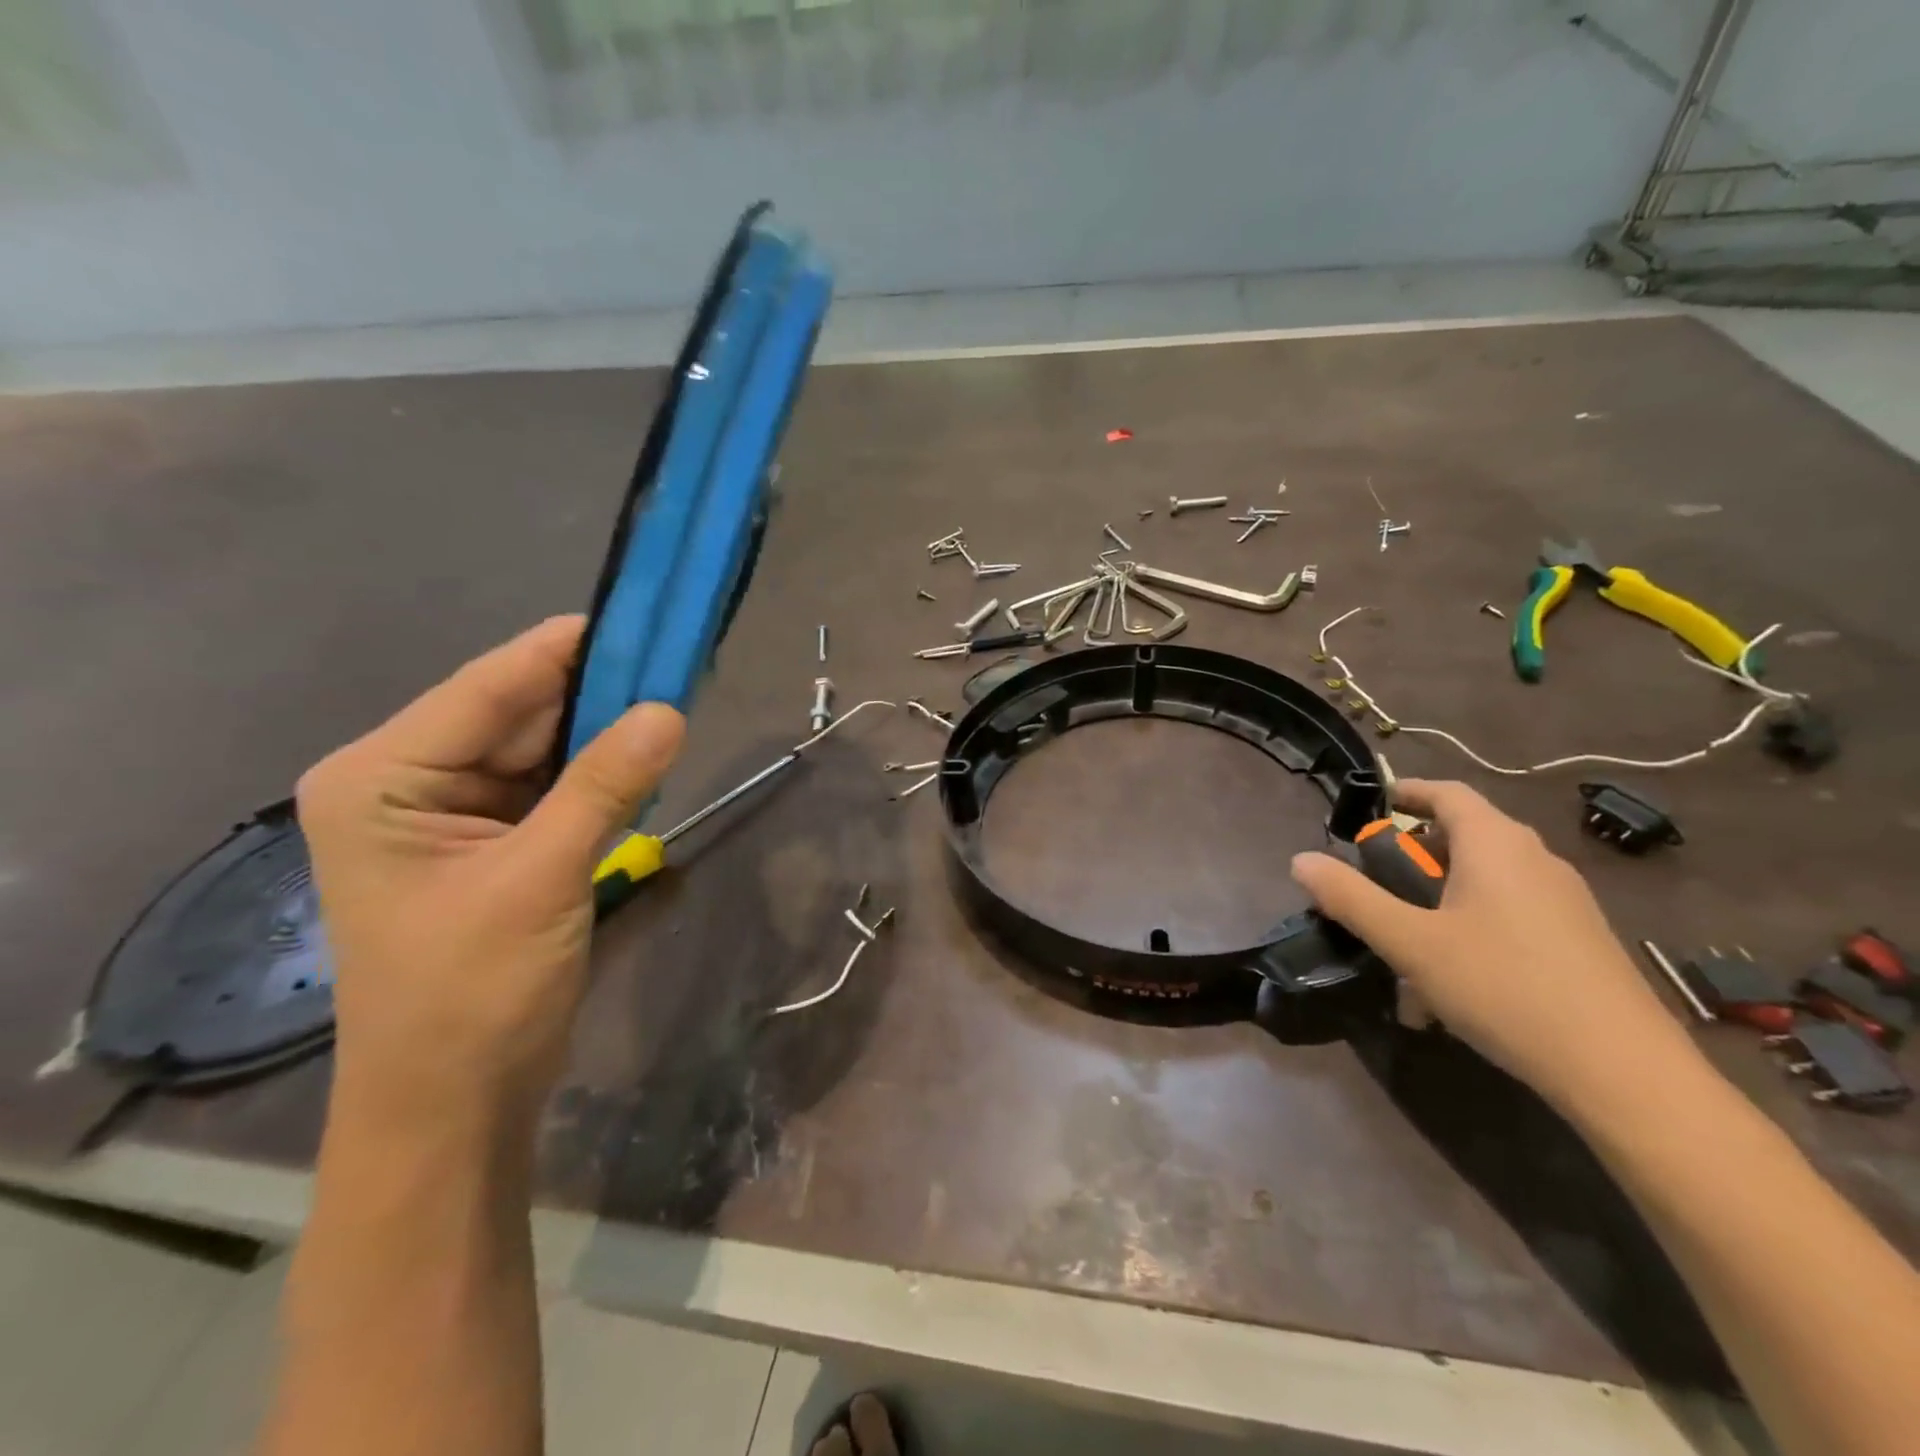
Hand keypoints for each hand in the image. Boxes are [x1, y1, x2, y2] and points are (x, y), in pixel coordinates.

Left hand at [297, 616, 683, 1125]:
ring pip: (544, 748)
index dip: (567, 649)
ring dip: (605, 733)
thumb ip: (604, 787)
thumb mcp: (541, 879)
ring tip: (675, 699)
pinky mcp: (495, 841)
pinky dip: (602, 774)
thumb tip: (670, 711)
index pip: (489, 687)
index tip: (642, 616)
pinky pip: (556, 786)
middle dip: (596, 692)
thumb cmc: (472, 993)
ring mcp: (454, 812)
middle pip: (518, 713)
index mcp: (383, 776)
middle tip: (676, 661)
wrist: (455, 1102)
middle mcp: (410, 780)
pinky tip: (649, 758)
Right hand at [1291, 779, 1687, 1108]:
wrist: (1623, 1071)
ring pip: (1486, 881)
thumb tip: (1301, 860)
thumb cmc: (1504, 986)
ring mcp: (1565, 901)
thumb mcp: (1410, 942)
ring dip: (1440, 899)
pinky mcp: (1580, 940)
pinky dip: (1472, 928)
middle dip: (1414, 855)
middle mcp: (1535, 860)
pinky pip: (1511, 914)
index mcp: (1496, 844)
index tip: (1371, 808)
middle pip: (1465, 836)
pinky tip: (1451, 983)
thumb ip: (1351, 898)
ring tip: (1406, 943)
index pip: (1447, 793)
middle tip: (1376, 884)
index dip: (1406, 793)